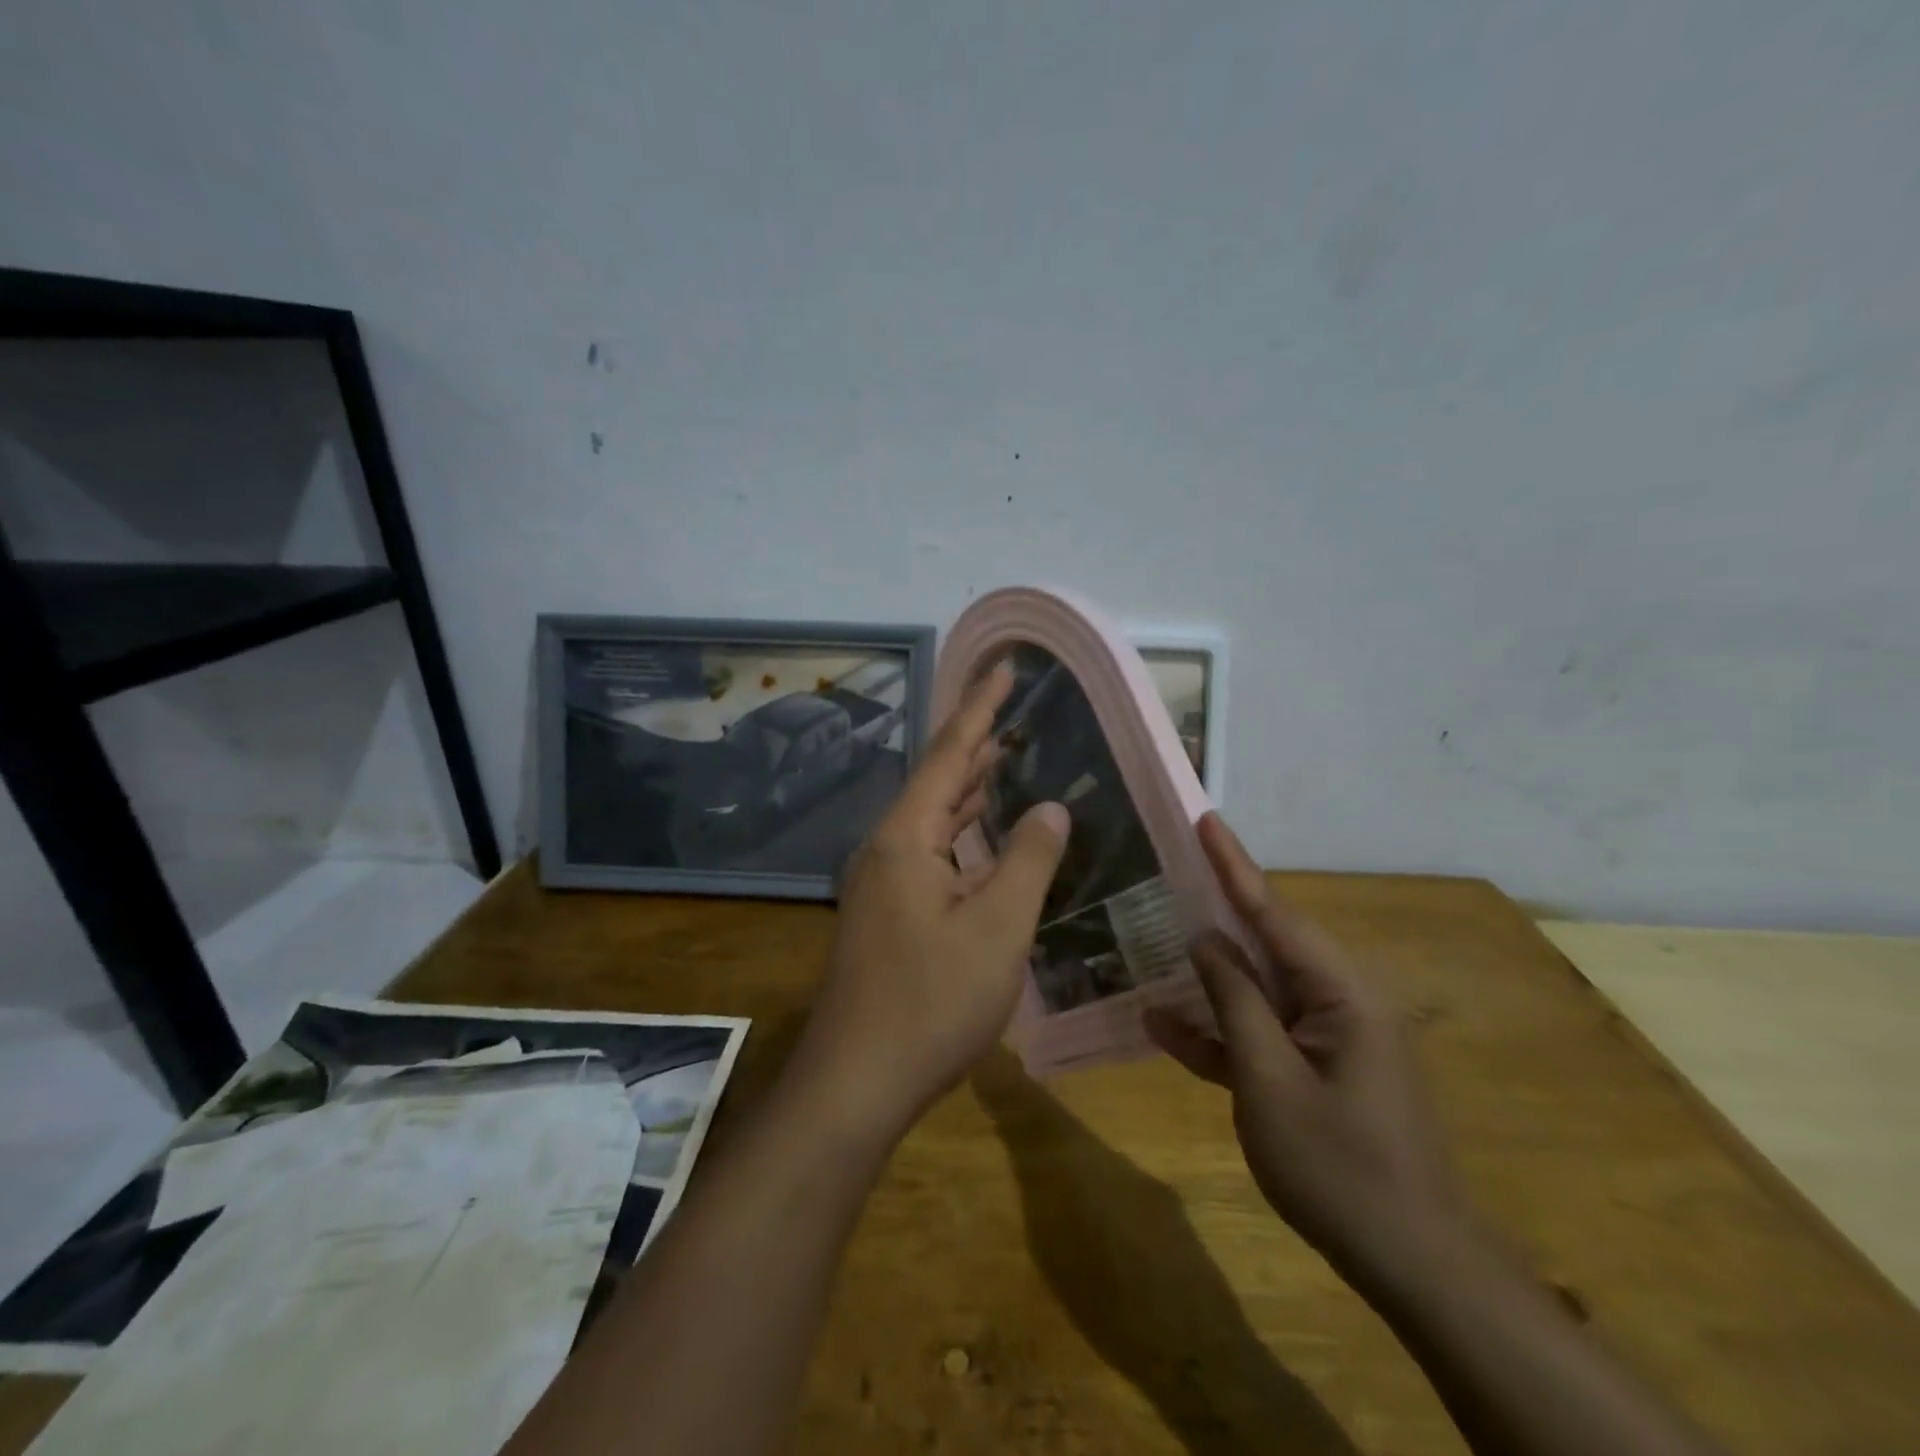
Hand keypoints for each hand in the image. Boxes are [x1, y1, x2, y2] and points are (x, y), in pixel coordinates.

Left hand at [791, 662, 1069, 1146]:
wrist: (856, 1080)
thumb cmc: (931, 1002)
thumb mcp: (998, 928)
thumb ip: (1029, 859)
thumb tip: (1052, 805)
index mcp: (907, 836)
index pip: (950, 752)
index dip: (982, 707)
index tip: (1005, 665)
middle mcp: (887, 847)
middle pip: (938, 778)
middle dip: (977, 740)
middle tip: (1014, 706)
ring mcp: (883, 881)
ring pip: (934, 817)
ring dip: (970, 786)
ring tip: (1007, 755)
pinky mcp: (888, 912)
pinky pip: (932, 851)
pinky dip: (963, 831)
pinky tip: (985, 833)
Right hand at [1146, 814, 1462, 1284]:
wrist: (1413, 1267)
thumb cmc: (1340, 1166)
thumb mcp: (1269, 1079)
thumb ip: (1235, 1001)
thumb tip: (1205, 939)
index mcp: (1342, 991)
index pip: (1274, 912)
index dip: (1233, 864)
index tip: (1204, 819)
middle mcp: (1338, 1000)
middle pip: (1264, 943)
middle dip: (1213, 910)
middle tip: (1165, 873)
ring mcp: (1327, 1037)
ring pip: (1255, 989)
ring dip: (1206, 977)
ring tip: (1150, 940)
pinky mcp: (1314, 1070)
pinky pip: (1259, 1035)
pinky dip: (1218, 1031)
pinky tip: (1162, 1024)